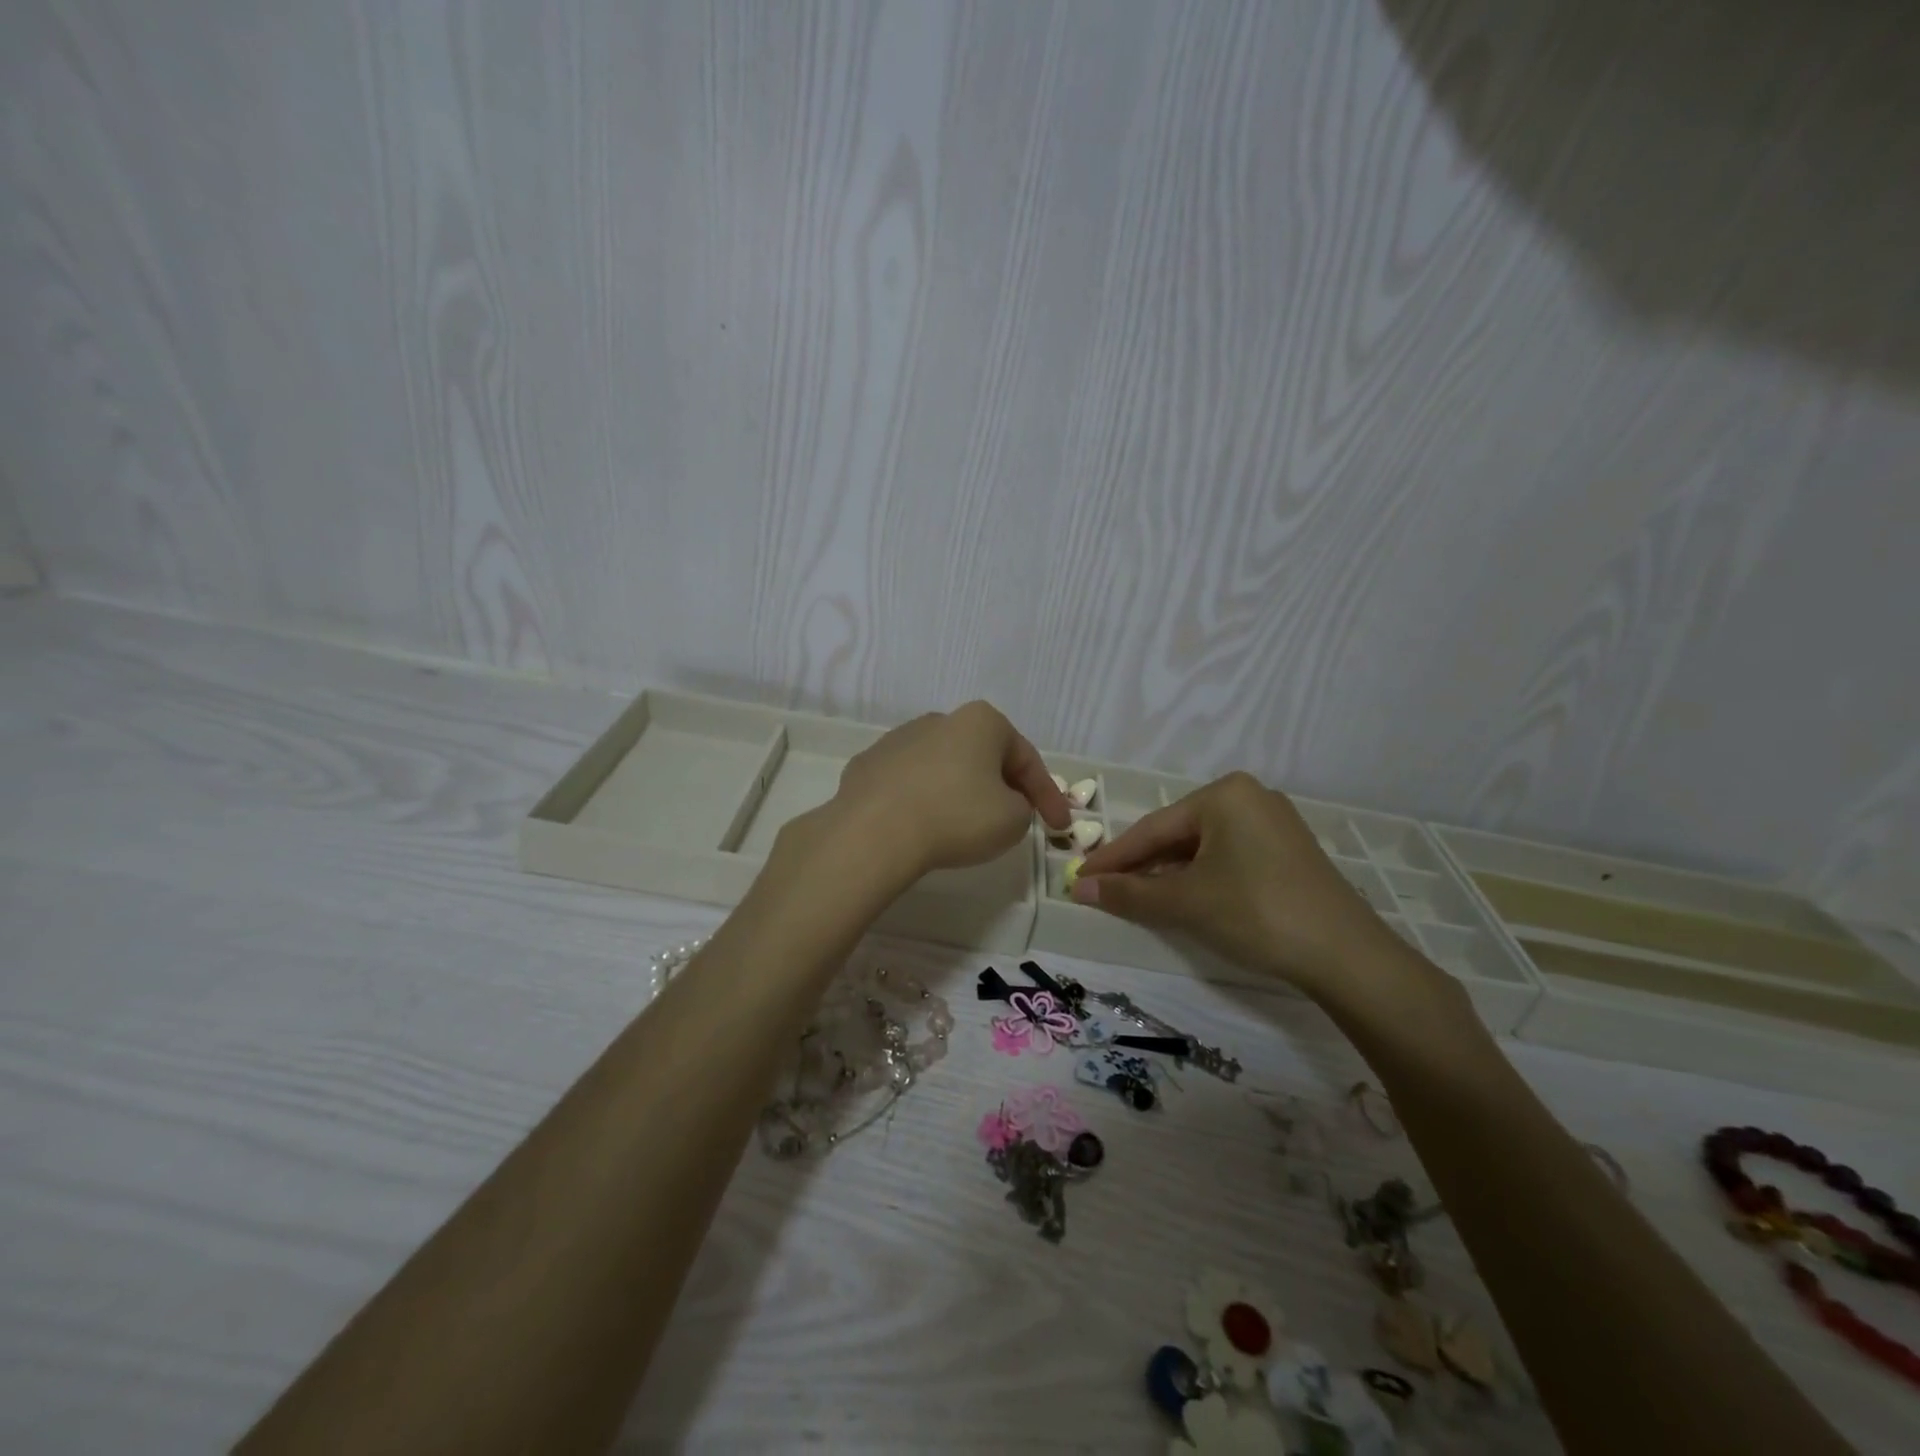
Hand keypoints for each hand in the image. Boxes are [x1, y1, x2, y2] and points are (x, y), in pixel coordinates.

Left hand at [823, 701, 1071, 877]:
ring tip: (964, 826)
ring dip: (959, 791)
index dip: (1048, 795)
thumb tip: (1004, 804)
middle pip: (983, 756)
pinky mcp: (867, 765)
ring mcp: (897, 739)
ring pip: (943, 767)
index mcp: (981, 722)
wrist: (874, 832)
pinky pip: (908, 783)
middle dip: (1002, 786)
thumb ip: (1023, 807)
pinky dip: (922, 801)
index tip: (1059, 826)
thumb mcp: (1013, 820)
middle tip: (1014, 819)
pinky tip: (922, 826)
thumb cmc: (957, 817)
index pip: (1026, 758)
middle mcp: (939, 720)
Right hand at [1070, 771, 1408, 998]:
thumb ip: (1129, 893)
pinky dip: (1201, 878)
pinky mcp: (1288, 852)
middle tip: (1105, 891)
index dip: (1113, 858)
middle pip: (1178, 835)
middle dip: (1141, 866)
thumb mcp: (1185, 903)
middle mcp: (1250, 797)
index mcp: (1224, 794)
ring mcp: (1273, 823)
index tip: (1080, 879)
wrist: (1347, 956)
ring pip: (1203, 848)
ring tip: (1138, 899)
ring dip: (1169, 875)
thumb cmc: (1256, 913)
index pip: (1152, 828)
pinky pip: (1228, 857)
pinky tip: (1185, 899)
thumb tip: (1080, 890)